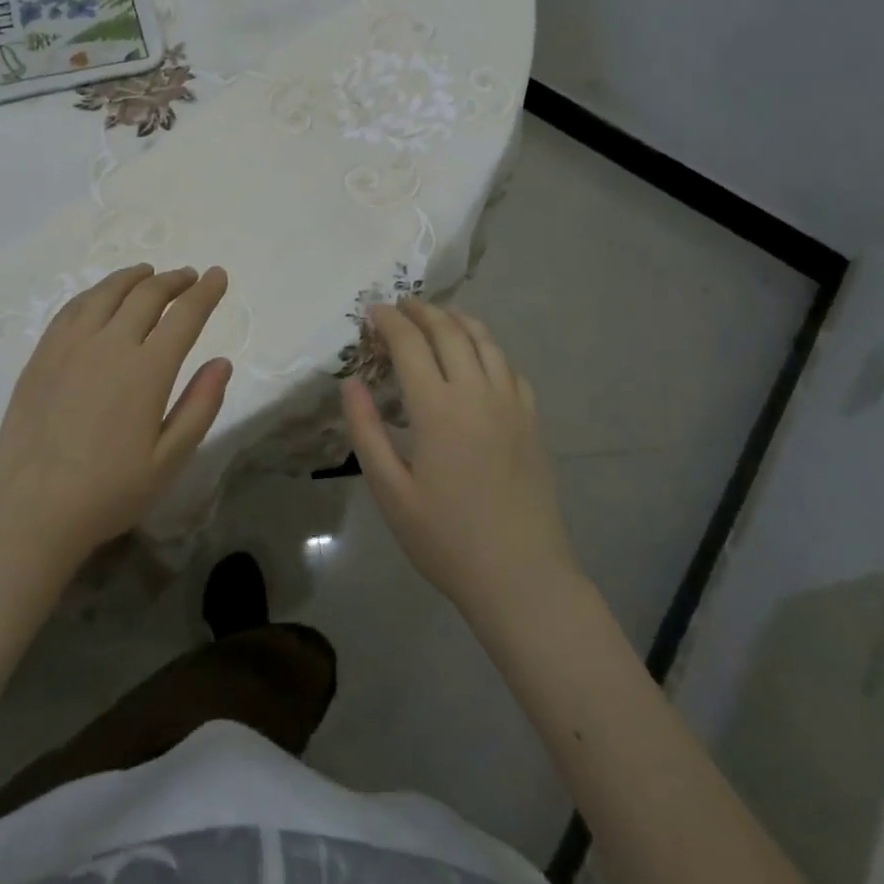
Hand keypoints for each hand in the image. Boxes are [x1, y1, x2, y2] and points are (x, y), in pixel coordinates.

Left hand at [0, 264, 231, 578]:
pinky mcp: (42, 354)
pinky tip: (101, 296)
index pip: (185, 315)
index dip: (206, 292)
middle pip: (147, 295)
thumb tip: (223, 362)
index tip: (218, 275)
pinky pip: (73, 307)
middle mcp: (110, 344)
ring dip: (134, 277)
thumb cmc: (107, 493)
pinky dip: (96, 292)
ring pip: (107, 292)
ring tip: (148, 273)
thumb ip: (200, 407)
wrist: (28, 511)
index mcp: (147, 370)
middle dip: (174, 280)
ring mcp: (71, 345)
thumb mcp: (168, 460)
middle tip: (189, 276)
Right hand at [343, 300, 576, 623]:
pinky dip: (488, 348)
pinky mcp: (532, 420)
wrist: (522, 578)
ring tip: (438, 317)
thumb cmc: (446, 539)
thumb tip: (351, 382)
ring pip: (484, 341)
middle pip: (449, 331)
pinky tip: (479, 356)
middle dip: (421, 311)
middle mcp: (477, 393)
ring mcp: (510, 404)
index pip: (410, 344)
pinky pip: (509, 367)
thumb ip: (367, 431)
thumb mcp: (390, 491)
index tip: (373, 311)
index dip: (389, 321)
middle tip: (401, 306)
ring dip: (457, 321)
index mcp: (438, 409)